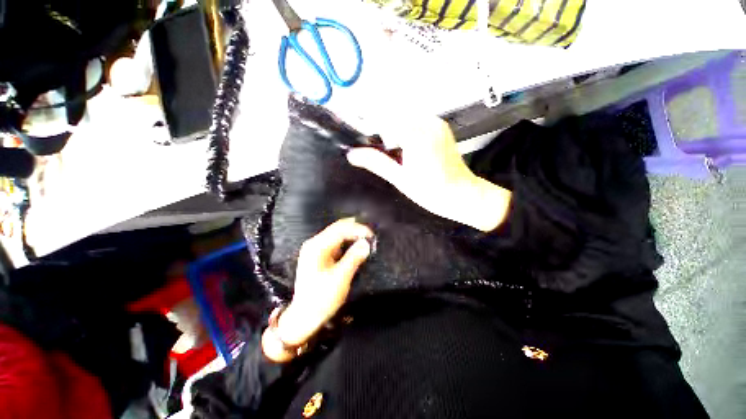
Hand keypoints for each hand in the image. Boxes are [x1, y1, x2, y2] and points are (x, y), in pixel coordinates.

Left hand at [263, 218, 371, 362]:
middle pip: (337, 229)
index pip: (340, 230)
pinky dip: (346, 242)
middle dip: (354, 229)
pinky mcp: (318, 256)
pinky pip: (334, 243)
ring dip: (350, 234)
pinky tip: (354, 245)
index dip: (357, 229)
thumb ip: (353, 258)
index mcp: (317, 247)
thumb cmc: (322, 298)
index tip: (372, 235)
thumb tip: (366, 243)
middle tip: (370, 235)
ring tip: (365, 238)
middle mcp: (314, 244)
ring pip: (336, 234)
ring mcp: (315, 249)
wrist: (304, 316)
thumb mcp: (340, 278)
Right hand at [346, 116, 510, 231]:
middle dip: (385, 133)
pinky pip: (417, 122)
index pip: (384, 121)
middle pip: (394, 117)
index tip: (367, 145)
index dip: (372, 132)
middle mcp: (428, 123)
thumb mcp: (400, 179)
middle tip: (387, 155)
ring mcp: (436, 123)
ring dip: (396, 132)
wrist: (462, 194)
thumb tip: (353, 154)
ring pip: (405, 119)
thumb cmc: (431, 191)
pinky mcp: (441, 127)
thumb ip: (376, 163)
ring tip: (400, 155)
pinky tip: (411, 151)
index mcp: (417, 136)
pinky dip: (407, 132)